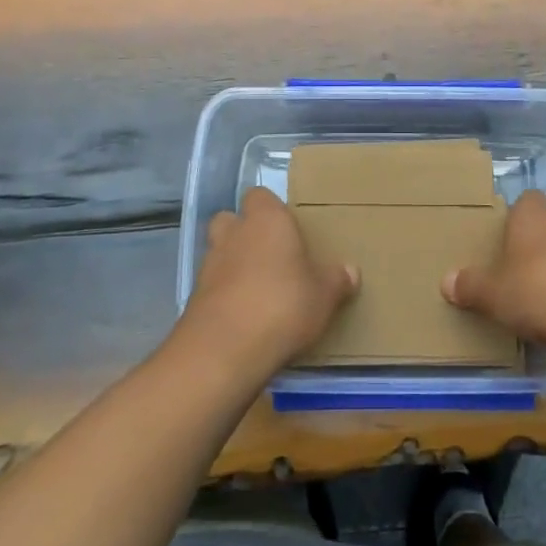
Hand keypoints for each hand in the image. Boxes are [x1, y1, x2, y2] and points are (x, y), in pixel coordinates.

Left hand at [182, 187, 358, 376]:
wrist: (225, 349)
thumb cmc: (283, 305)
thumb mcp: (323, 296)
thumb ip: (336, 280)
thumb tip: (351, 271)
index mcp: (267, 220)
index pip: (260, 196)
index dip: (271, 210)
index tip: (289, 229)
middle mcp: (234, 234)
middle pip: (232, 219)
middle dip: (245, 232)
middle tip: (270, 254)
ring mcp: (209, 265)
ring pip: (219, 252)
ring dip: (234, 264)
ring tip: (259, 289)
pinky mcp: (195, 297)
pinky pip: (213, 286)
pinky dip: (225, 294)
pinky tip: (244, 316)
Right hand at [442, 190, 545, 348]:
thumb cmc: (538, 292)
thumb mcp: (493, 294)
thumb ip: (470, 286)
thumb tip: (446, 281)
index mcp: (532, 216)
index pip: (525, 201)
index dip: (515, 218)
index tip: (504, 241)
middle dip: (536, 246)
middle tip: (518, 273)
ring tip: (545, 298)